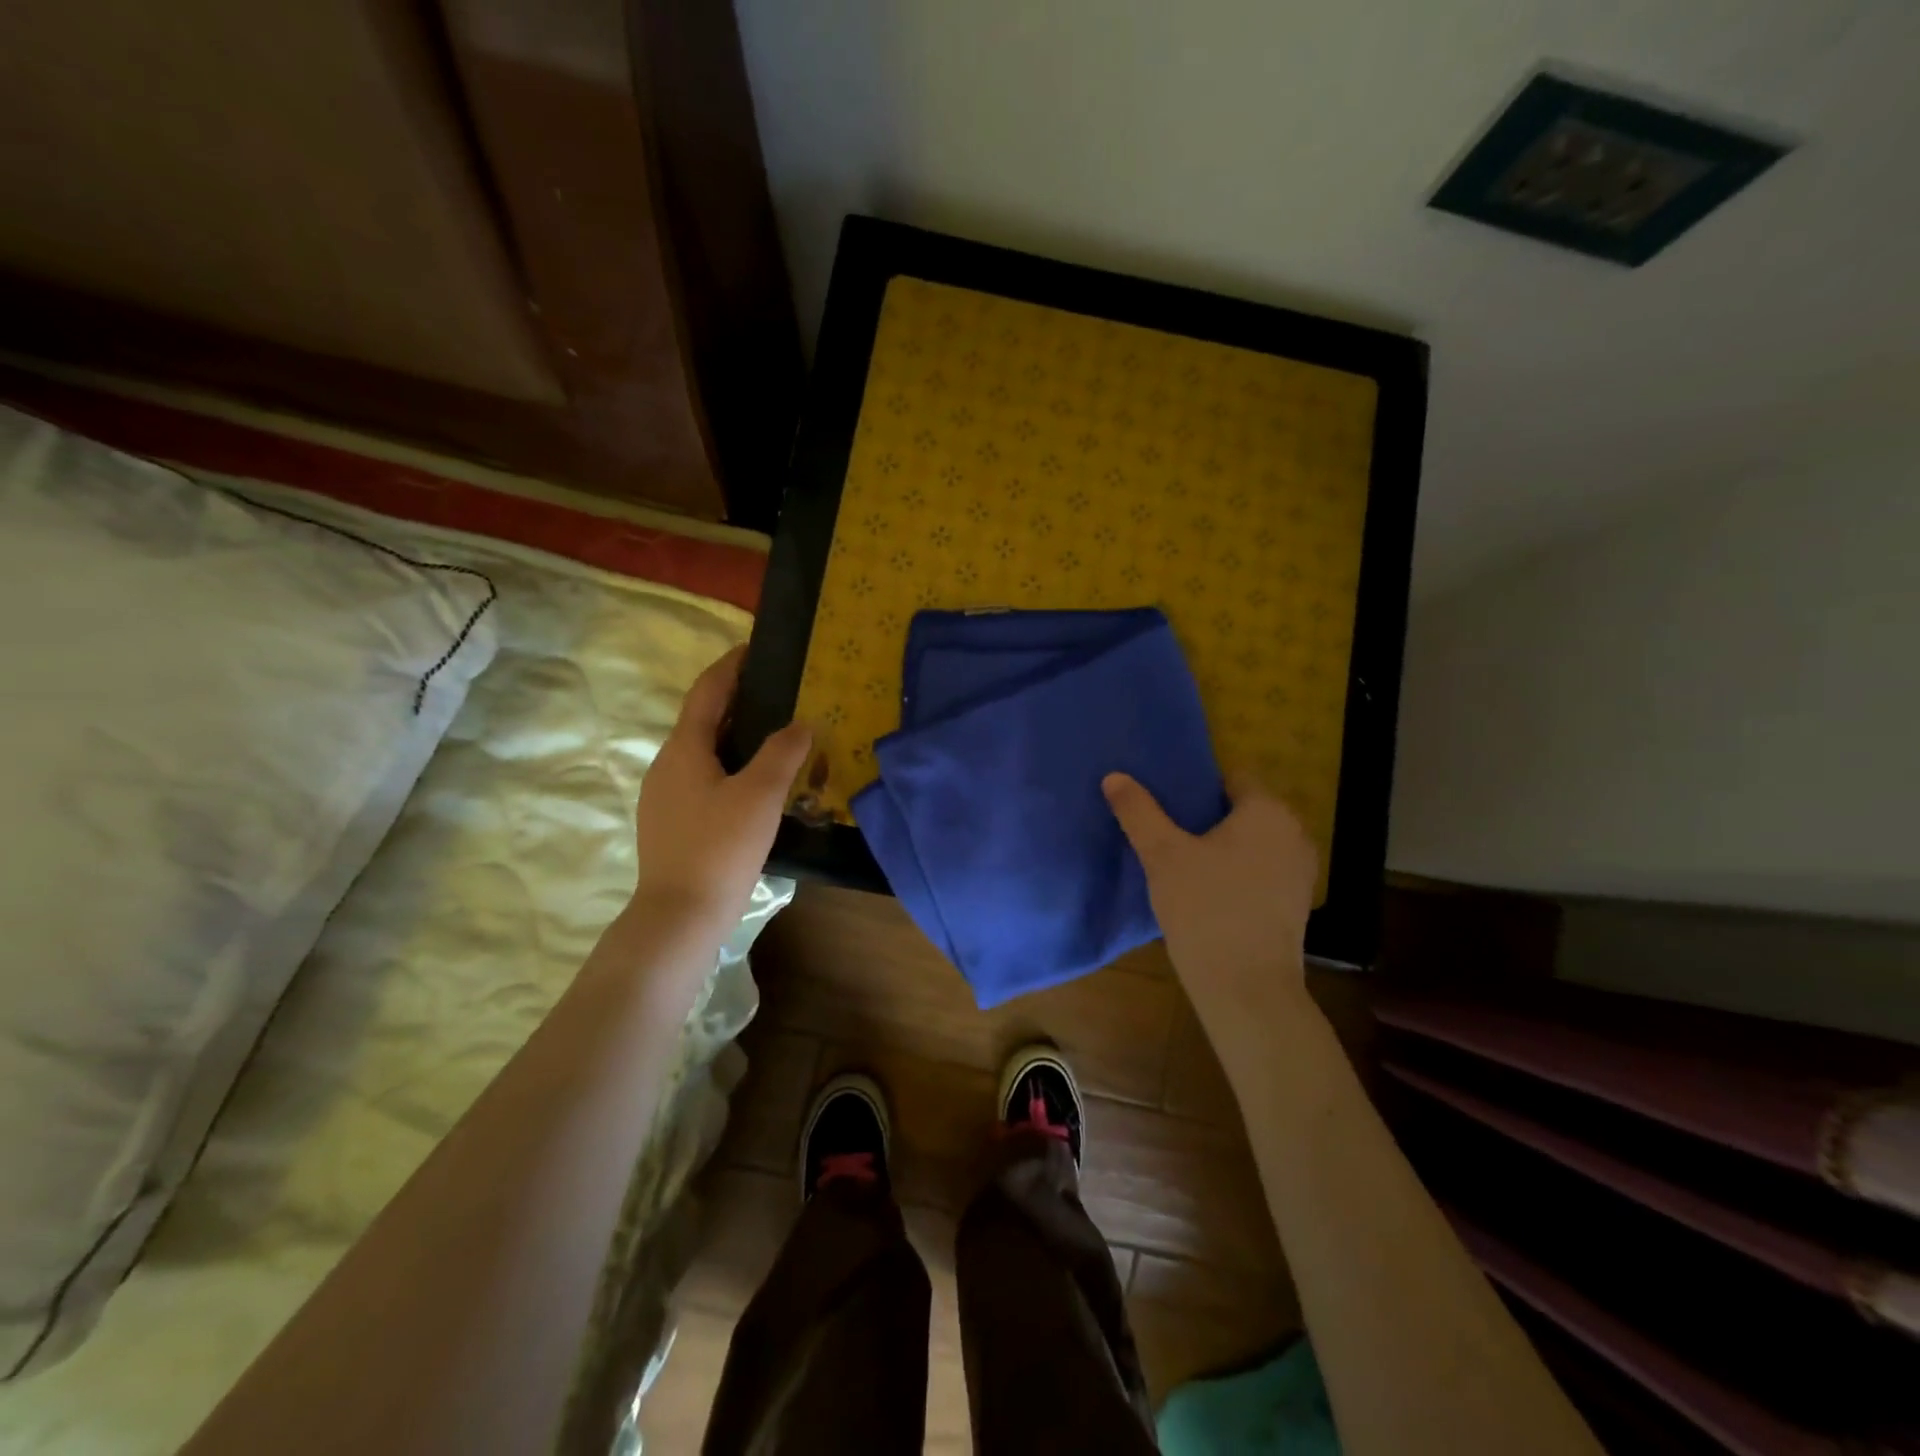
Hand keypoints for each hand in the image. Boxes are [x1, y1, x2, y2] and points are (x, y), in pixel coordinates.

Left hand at [633, 646, 811, 923]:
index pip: (708, 690)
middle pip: (703, 719)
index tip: (756, 648)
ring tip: (775, 736)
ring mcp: (665, 795)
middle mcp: (667, 764)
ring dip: (735, 735)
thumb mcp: (760, 796)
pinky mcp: (671, 821)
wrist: (680, 914)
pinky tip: (755, 784)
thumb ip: (783, 753)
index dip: (731, 665)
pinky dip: (730, 765)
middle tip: (780, 693)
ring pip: (704, 751)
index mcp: (684, 748)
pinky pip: (703, 777)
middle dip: (738, 700)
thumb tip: (802, 723)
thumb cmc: (720, 847)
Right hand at [1103, 770, 1318, 1024]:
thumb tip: (1115, 776)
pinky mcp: (1296, 902)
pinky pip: (1262, 869)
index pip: (1232, 776)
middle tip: (1166, 829)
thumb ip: (1139, 812)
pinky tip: (1208, 890)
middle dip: (1207, 815)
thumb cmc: (1205, 909)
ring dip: (1223, 844)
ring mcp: (1300, 870)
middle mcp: (1294, 832)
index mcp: (1268, 811)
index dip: (1197, 783)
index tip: (1166, 800)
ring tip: (1182, 859)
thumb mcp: (1162, 855)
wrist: (1247, 988)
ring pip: (1254, 841)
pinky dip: (1238, 870)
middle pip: (1244, 808)